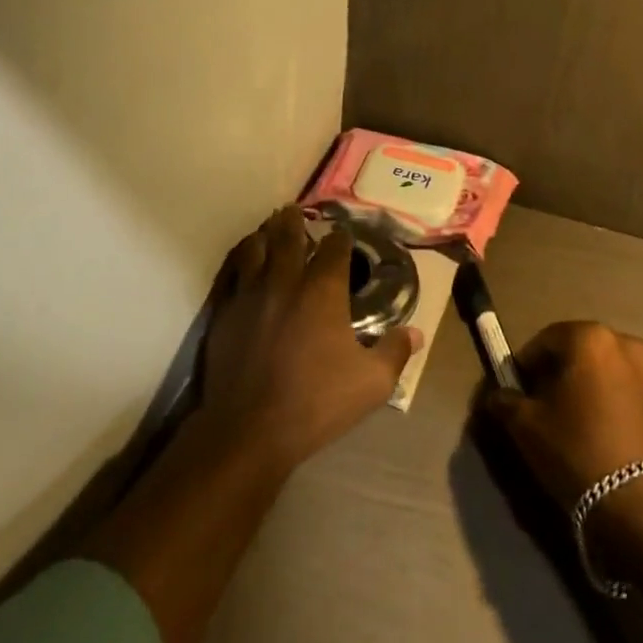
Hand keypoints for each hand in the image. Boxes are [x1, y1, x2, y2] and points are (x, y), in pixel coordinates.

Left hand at [199, 205, 421, 473]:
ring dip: (265, 235)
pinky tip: (245, 266)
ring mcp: (251, 292)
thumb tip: (416, 333)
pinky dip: (242, 262)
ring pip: (256, 247)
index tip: (343, 235)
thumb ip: (394, 352)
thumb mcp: (371, 384)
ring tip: (269, 231)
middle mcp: (286, 279)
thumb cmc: (316, 403)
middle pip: (289, 234)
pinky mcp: (226, 311)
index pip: (335, 246)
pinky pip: (233, 273)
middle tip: (296, 211)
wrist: (249, 430)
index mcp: (323, 289)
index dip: (341, 236)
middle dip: (295, 220)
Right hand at [484, 320, 642, 510]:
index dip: (525, 366)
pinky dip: (608, 404)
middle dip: (556, 375)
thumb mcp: (527, 426)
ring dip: (585, 389)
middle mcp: (625, 343)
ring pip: (603, 373)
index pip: (544, 340)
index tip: (515, 394)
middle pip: (577, 352)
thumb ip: (505, 402)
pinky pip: (625, 393)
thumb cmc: (578, 450)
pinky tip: (598, 437)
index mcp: (590, 336)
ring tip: (570, 426)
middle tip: (540, 408)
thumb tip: (497, 397)